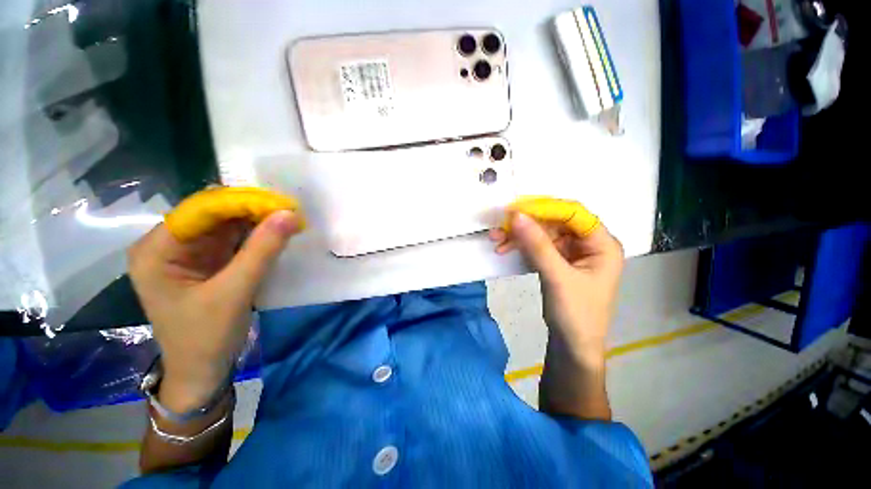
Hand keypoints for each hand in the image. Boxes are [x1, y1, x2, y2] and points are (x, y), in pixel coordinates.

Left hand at [128, 210, 301, 411]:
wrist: (201, 371)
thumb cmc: (206, 337)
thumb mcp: (235, 292)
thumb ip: (262, 250)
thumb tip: (289, 214)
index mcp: (157, 250)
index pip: (200, 210)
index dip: (241, 202)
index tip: (280, 204)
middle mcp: (168, 244)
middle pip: (212, 214)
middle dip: (251, 210)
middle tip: (288, 211)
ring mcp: (188, 252)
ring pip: (225, 224)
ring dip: (256, 221)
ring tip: (287, 218)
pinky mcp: (206, 261)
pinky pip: (232, 238)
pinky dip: (255, 234)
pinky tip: (275, 232)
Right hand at [489, 212, 623, 362]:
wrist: (572, 347)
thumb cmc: (575, 314)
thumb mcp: (557, 277)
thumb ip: (537, 245)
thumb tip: (516, 216)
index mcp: (602, 244)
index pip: (573, 214)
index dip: (544, 208)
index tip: (515, 209)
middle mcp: (588, 244)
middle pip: (555, 222)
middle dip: (526, 224)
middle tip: (500, 226)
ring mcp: (572, 253)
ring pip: (543, 233)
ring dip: (519, 236)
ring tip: (496, 240)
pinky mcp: (558, 261)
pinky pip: (538, 246)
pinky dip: (521, 247)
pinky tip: (504, 249)